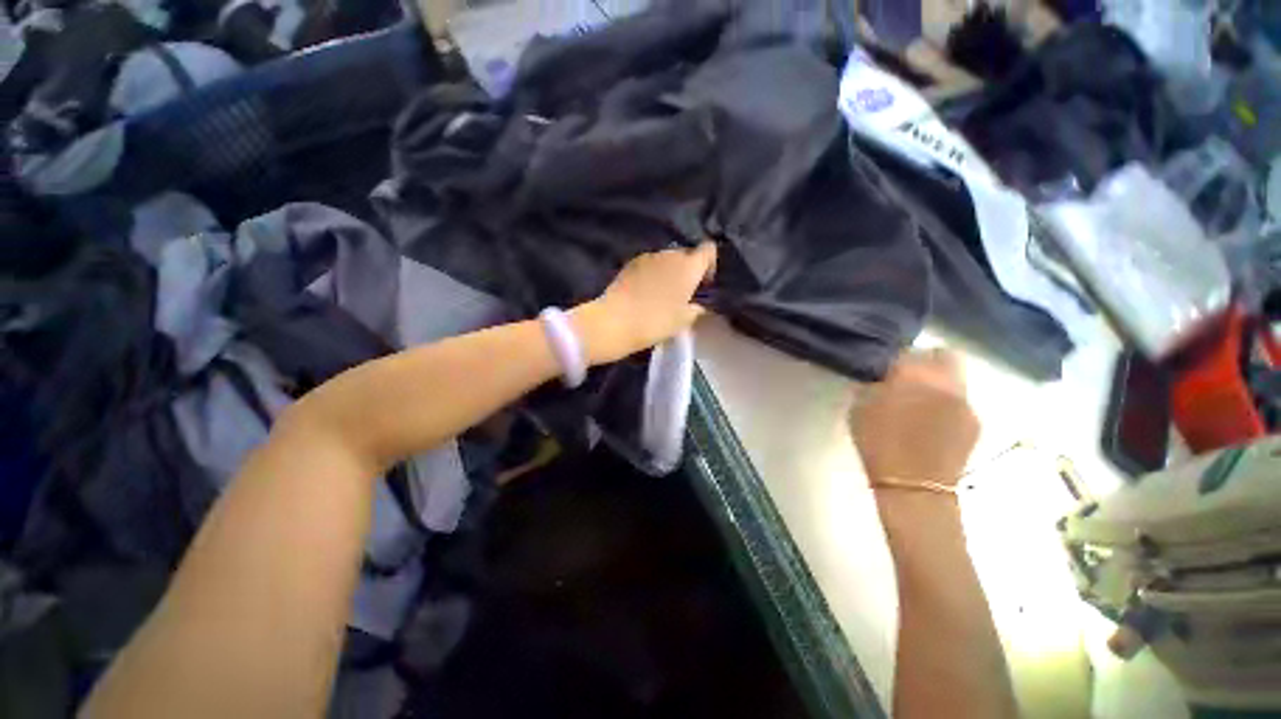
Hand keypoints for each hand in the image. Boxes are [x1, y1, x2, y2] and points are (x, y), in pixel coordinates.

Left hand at [571, 242, 716, 364]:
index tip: (703, 284)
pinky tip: (645, 292)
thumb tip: (698, 305)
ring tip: (662, 294)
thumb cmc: (655, 321)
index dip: (710, 264)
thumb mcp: (683, 320)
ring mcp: (648, 256)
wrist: (615, 321)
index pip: (709, 249)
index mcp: (688, 266)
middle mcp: (670, 254)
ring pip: (666, 259)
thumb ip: (696, 309)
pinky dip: (652, 274)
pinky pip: (649, 264)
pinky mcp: (630, 263)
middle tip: (683, 293)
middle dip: (688, 269)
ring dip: (669, 271)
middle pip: (686, 254)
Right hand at [849, 349, 978, 486]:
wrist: (914, 486)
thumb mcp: (860, 407)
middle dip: (927, 360)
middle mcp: (945, 381)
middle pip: (943, 354)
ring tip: (921, 401)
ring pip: (956, 377)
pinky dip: (947, 403)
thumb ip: (873, 384)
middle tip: (909, 377)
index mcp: (912, 375)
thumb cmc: (877, 443)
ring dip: (939, 382)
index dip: (896, 358)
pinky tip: (933, 422)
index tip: (887, 369)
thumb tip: (882, 376)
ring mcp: (965, 401)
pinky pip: (961, 400)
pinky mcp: (976, 421)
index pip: (908, 350)